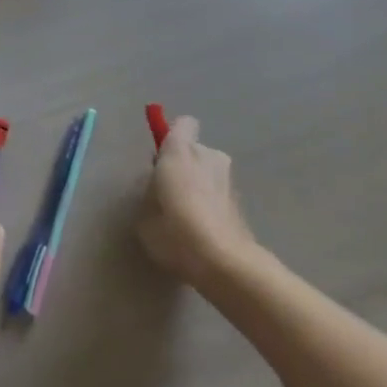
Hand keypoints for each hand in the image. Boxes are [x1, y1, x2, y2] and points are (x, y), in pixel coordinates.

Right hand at [139, 116, 258, 285]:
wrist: (223, 261)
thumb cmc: (175, 231)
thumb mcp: (145, 214)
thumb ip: (150, 194)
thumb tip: (158, 190)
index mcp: (180, 151)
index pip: (182, 124)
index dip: (171, 138)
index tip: (161, 159)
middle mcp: (208, 155)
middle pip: (194, 150)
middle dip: (184, 165)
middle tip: (169, 194)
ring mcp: (228, 177)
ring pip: (208, 172)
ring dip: (198, 185)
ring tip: (186, 217)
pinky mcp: (241, 201)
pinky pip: (218, 192)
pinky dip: (211, 203)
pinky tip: (202, 230)